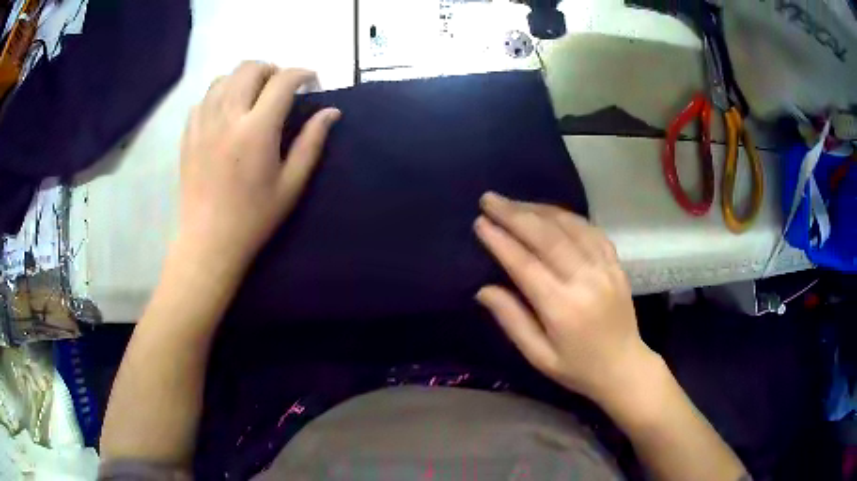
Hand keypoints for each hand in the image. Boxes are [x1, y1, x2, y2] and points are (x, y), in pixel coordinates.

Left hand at [177, 62, 340, 272]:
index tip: (311, 81)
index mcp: (256, 130)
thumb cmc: (253, 217)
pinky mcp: (189, 133)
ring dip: (244, 78)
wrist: (208, 240)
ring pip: (224, 77)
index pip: (283, 81)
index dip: (302, 73)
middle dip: (272, 69)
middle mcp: (227, 117)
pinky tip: (227, 112)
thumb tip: (331, 112)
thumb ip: (311, 143)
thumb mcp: (291, 185)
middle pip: (250, 68)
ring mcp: (203, 123)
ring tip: (253, 96)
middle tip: (281, 88)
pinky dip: (220, 94)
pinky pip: (204, 98)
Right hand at [474, 192, 656, 404]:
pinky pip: (591, 230)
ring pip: (569, 227)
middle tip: (489, 200)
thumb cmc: (577, 368)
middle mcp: (586, 281)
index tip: (480, 222)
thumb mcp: (538, 356)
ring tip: (513, 203)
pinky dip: (567, 216)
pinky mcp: (616, 263)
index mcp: (563, 309)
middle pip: (547, 237)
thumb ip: (512, 320)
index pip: (526, 265)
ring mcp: (605, 268)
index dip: (501, 241)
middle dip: (514, 215)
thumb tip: (483, 290)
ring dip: (538, 209)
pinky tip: (550, 211)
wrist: (624, 367)